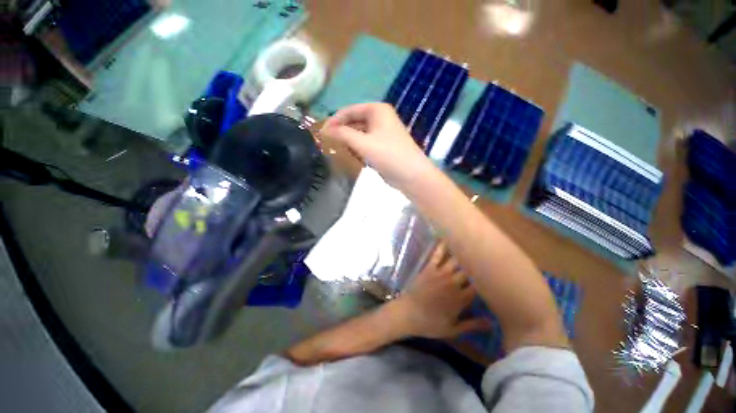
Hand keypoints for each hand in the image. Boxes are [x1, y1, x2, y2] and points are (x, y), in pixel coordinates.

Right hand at [319, 103, 433, 189]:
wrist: (412, 175)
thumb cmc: (389, 155)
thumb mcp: (363, 143)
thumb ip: (343, 134)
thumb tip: (324, 130)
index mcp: (377, 110)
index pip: (349, 110)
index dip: (334, 120)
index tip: (321, 132)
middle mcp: (380, 117)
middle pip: (354, 121)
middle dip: (341, 131)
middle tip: (326, 142)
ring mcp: (383, 132)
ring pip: (360, 133)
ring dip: (349, 140)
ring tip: (336, 149)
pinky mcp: (384, 145)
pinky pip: (366, 142)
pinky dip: (357, 147)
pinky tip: (350, 155)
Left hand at [391, 243, 490, 338]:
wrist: (408, 313)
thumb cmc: (430, 323)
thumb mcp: (453, 330)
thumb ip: (472, 325)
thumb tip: (492, 322)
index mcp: (460, 298)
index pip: (479, 286)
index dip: (487, 280)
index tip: (496, 273)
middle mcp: (453, 283)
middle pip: (470, 271)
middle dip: (479, 263)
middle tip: (489, 253)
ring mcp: (440, 273)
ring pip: (456, 260)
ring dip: (464, 252)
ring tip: (473, 241)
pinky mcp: (429, 267)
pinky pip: (437, 255)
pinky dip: (442, 246)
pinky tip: (446, 236)